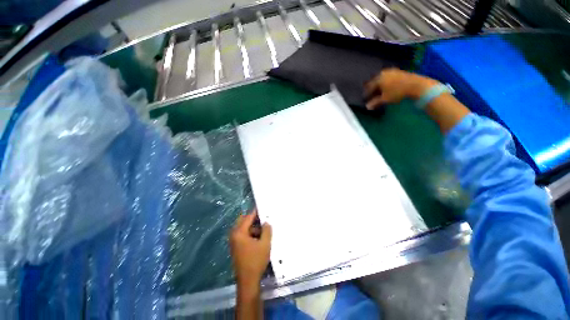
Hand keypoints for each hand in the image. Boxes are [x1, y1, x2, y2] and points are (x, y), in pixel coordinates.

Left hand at [230, 211, 271, 285]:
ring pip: (244, 228)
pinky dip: (250, 233)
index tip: (263, 208)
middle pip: (243, 221)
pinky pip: (243, 235)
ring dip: (253, 227)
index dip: (256, 212)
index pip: (248, 217)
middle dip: (253, 219)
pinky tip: (259, 237)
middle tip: (263, 218)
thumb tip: (266, 222)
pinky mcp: (236, 247)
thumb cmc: (256, 261)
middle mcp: (234, 235)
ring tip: (264, 229)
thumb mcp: (265, 244)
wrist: (248, 281)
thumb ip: (267, 230)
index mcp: (239, 232)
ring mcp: (234, 241)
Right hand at [364, 68, 438, 109]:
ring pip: (381, 79)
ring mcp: (391, 71)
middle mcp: (383, 73)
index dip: (367, 93)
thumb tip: (367, 107)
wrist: (415, 85)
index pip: (369, 87)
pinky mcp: (398, 72)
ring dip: (379, 85)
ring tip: (378, 91)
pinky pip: (388, 77)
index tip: (365, 99)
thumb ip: (375, 102)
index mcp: (378, 79)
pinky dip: (385, 82)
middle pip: (375, 81)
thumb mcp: (385, 99)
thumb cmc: (397, 92)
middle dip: (372, 88)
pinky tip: (387, 87)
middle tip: (370, 94)